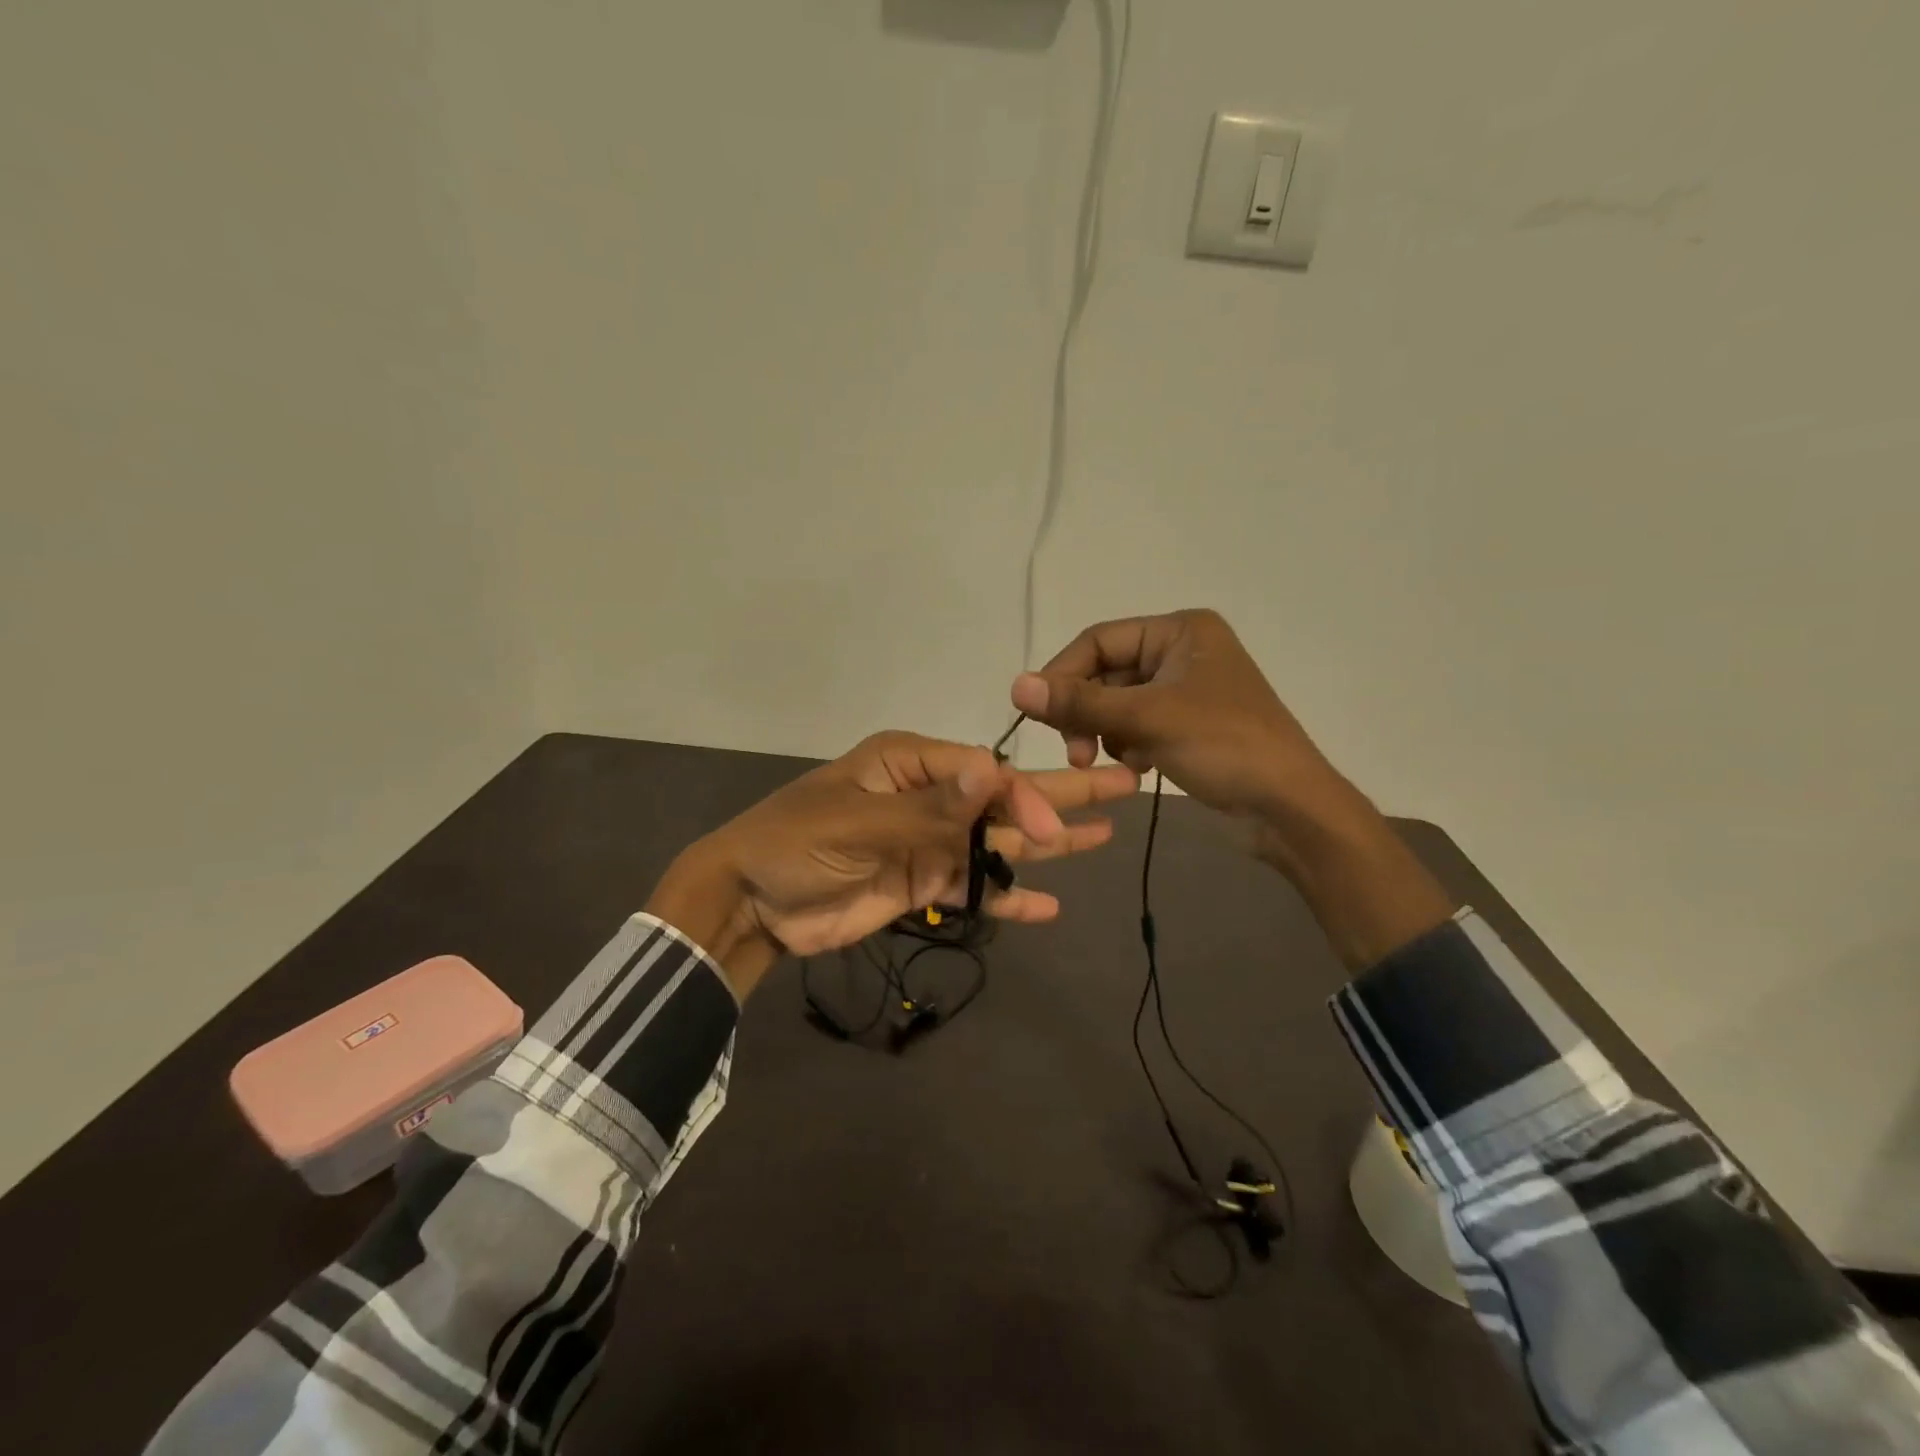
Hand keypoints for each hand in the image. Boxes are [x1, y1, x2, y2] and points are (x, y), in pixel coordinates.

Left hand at [647, 731, 1137, 997]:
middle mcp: (930, 797)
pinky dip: (1010, 899)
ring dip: (1049, 843)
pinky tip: (1050, 906)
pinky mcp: (925, 884)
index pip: (984, 775)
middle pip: (1005, 797)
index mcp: (912, 764)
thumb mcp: (859, 819)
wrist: (751, 903)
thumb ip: (931, 806)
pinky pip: (977, 889)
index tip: (1048, 828)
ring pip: (1000, 843)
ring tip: (1104, 835)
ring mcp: (931, 842)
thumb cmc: (795, 843)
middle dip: (1062, 794)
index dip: (1022, 797)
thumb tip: (995, 771)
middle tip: (1126, 783)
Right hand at [1012, 610, 1454, 968]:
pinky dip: (1126, 745)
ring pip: (1117, 703)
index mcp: (1180, 630)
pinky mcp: (1187, 725)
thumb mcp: (1147, 719)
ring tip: (1103, 762)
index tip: (1038, 714)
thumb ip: (1080, 702)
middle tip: (1075, 753)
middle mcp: (1181, 651)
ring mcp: (1185, 690)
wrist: (1289, 808)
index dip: (1063, 674)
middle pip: (1106, 673)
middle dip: (1085, 712)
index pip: (1099, 640)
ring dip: (1103, 732)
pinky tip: (1137, 768)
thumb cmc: (1224, 746)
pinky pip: (1136, 725)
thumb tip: (1015, 685)